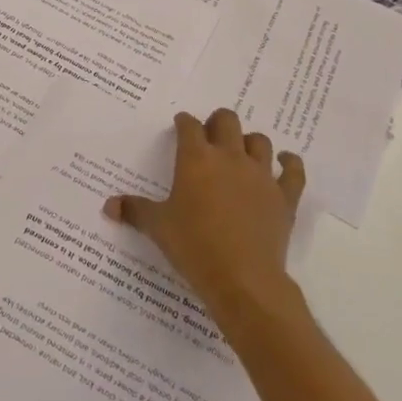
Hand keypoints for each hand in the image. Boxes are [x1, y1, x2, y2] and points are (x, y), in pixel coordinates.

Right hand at [105, 109, 304, 322]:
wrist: (242, 279)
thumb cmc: (193, 246)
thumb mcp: (158, 227)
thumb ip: (134, 210)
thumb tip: (108, 206)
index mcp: (196, 158)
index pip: (189, 125)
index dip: (183, 122)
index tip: (180, 126)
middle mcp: (229, 157)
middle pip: (227, 121)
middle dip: (217, 122)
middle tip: (209, 136)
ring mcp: (260, 175)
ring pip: (260, 141)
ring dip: (249, 142)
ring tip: (241, 152)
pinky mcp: (284, 197)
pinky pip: (293, 170)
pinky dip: (289, 163)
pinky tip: (284, 163)